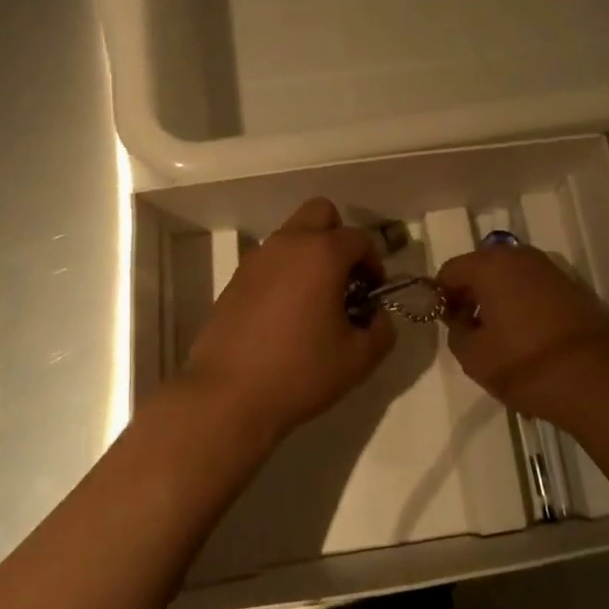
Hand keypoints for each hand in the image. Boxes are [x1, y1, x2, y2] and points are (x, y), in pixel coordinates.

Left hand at [182, 197, 393, 445]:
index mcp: (322, 253)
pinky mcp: (236, 278)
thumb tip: (377, 316)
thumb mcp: (358, 359)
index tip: (372, 294)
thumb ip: (381, 330)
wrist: (227, 396)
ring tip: (315, 301)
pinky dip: (285, 272)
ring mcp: (257, 258)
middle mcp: (289, 243)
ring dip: (310, 254)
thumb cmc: (299, 372)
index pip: (359, 239)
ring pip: (292, 235)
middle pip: (321, 212)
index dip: (374, 264)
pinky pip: (270, 260)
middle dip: (339, 237)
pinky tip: (285, 314)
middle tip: (344, 278)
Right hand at [437, 245, 608, 429]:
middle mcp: (520, 256)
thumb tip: (462, 320)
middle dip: (471, 295)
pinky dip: (523, 305)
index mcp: (491, 265)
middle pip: (482, 269)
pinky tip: (528, 339)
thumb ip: (456, 332)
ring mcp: (550, 269)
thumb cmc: (526, 364)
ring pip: (510, 278)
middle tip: (470, 331)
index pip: (450, 270)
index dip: (441, 296)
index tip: (446, 324)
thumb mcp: (474, 357)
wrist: (598, 379)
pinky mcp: (572, 287)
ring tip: (500, 338)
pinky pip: (533, 289)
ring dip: (498, 300)